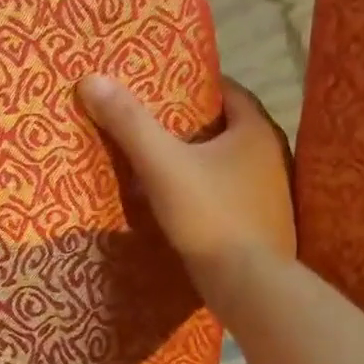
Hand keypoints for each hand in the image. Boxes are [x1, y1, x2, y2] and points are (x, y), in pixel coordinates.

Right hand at [77, 73, 294, 313]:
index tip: (163, 87)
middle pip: (229, 127)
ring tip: (162, 160)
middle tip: (154, 122)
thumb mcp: (161, 164)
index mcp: (256, 132)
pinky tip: (180, 200)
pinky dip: (206, 189)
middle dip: (194, 123)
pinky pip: (229, 193)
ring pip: (229, 163)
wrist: (247, 284)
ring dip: (200, 159)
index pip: (229, 92)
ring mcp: (270, 193)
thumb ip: (129, 123)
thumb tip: (92, 80)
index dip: (196, 86)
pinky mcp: (261, 223)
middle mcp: (272, 157)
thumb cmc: (210, 214)